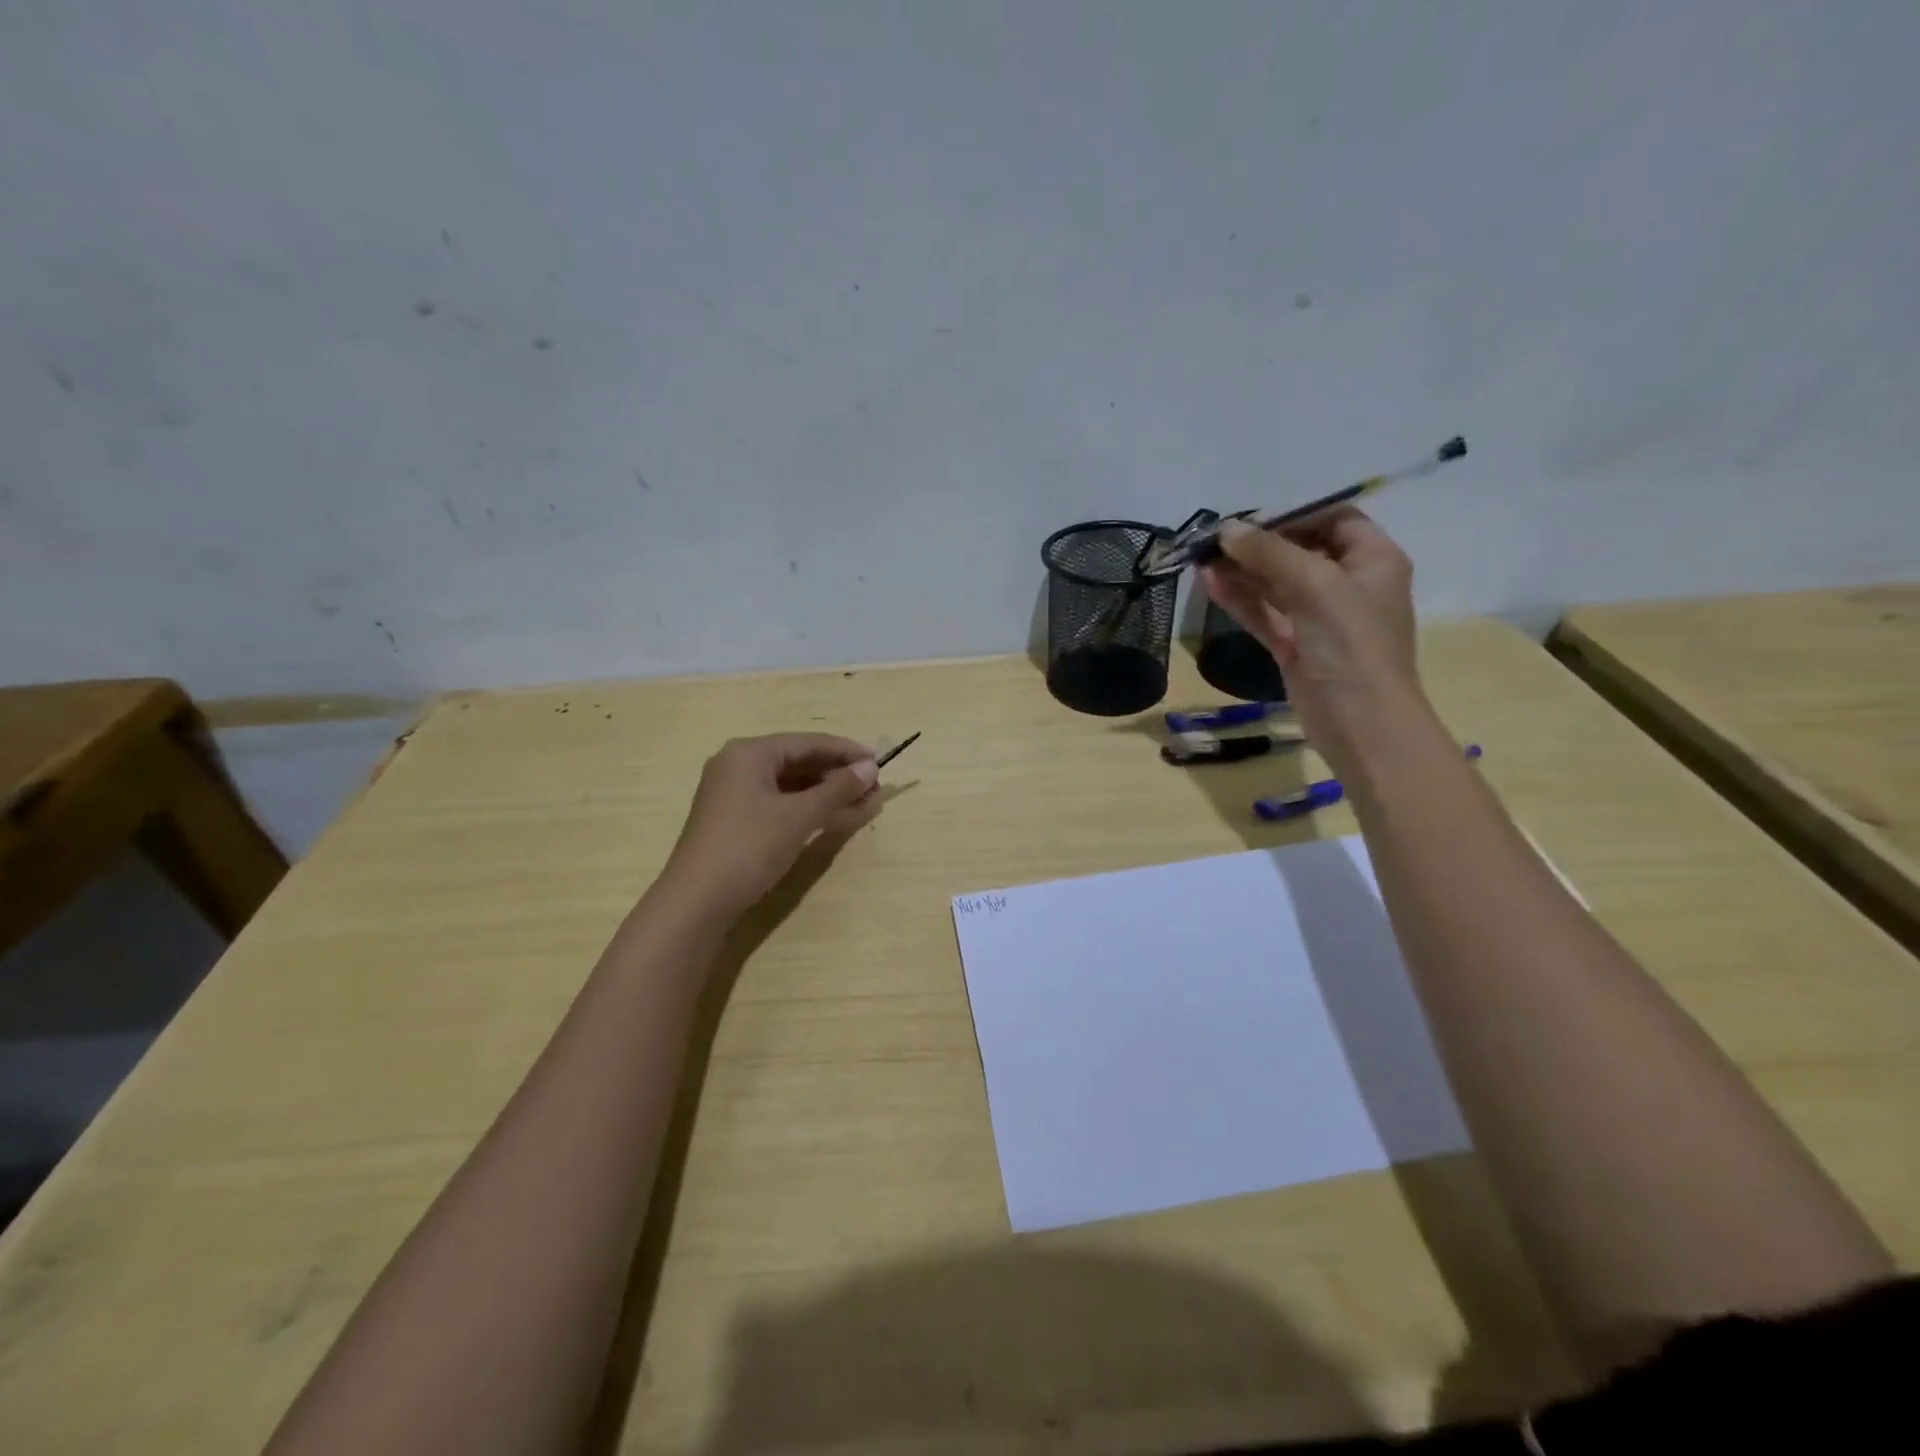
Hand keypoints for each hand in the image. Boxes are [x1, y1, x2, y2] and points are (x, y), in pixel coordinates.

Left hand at [661, 733, 880, 917]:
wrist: (696, 901)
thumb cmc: (749, 848)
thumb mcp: (799, 817)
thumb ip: (837, 789)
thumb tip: (871, 768)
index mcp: (749, 753)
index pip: (808, 742)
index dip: (846, 751)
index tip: (879, 762)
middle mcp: (737, 764)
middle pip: (797, 759)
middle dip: (836, 773)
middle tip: (872, 787)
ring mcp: (731, 791)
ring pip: (788, 782)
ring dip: (824, 791)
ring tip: (859, 802)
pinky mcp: (732, 817)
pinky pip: (776, 800)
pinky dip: (804, 806)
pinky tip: (829, 815)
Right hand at [1201, 511, 1434, 773]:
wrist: (1361, 723)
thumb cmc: (1351, 644)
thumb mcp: (1315, 586)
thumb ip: (1269, 553)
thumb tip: (1227, 530)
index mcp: (1373, 559)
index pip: (1334, 519)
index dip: (1293, 514)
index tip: (1249, 519)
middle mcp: (1348, 583)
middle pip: (1299, 550)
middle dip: (1257, 544)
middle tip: (1214, 539)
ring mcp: (1320, 617)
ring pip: (1276, 584)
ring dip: (1242, 571)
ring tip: (1202, 559)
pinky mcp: (1296, 645)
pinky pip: (1265, 613)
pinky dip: (1240, 599)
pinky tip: (1211, 585)